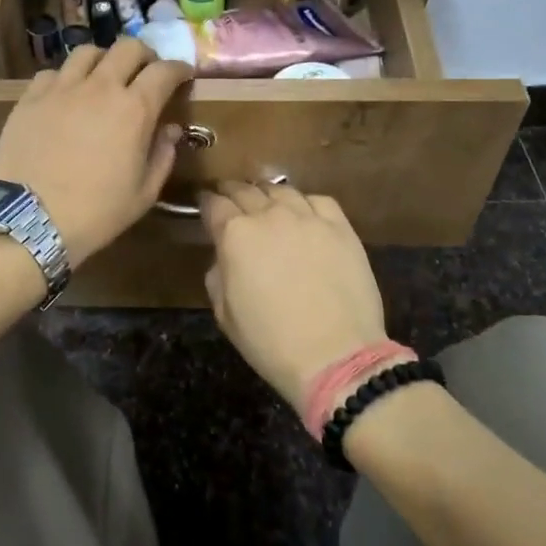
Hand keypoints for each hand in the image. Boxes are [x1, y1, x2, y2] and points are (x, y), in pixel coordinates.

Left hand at [0, 39, 192, 267]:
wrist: (29, 220)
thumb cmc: (95, 213)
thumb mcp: (143, 194)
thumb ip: (163, 156)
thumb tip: (171, 130)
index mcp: (134, 109)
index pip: (164, 71)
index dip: (178, 69)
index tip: (183, 75)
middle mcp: (99, 87)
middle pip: (128, 47)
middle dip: (144, 55)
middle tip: (145, 72)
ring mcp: (61, 88)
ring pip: (87, 52)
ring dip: (103, 60)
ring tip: (104, 78)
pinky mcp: (30, 98)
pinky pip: (52, 73)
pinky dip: (66, 78)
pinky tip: (65, 96)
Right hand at [200, 182, 385, 413]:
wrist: (335, 356)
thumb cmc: (271, 342)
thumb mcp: (224, 314)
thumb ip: (218, 274)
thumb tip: (224, 257)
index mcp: (235, 235)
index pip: (214, 204)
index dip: (206, 202)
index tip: (204, 202)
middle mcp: (270, 215)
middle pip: (245, 190)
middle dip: (232, 192)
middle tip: (229, 198)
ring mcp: (308, 217)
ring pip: (281, 189)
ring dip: (267, 193)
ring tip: (266, 202)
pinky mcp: (340, 227)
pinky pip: (318, 200)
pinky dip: (305, 202)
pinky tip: (304, 213)